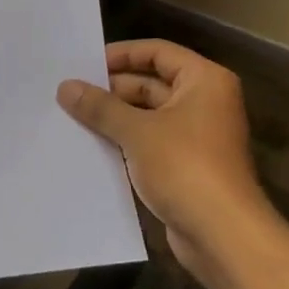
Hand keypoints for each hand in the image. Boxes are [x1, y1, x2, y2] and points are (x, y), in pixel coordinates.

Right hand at [57, 40, 277, 279]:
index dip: (121, 54)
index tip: (84, 64)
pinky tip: (91, 147)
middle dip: (112, 90)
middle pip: (152, 83)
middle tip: (70, 94)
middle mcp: (204, 102)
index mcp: (204, 81)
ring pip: (148, 116)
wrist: (223, 236)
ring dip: (115, 118)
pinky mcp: (187, 166)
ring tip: (72, 118)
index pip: (157, 52)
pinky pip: (150, 143)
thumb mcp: (137, 131)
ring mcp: (196, 136)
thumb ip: (100, 107)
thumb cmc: (185, 167)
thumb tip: (66, 87)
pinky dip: (125, 142)